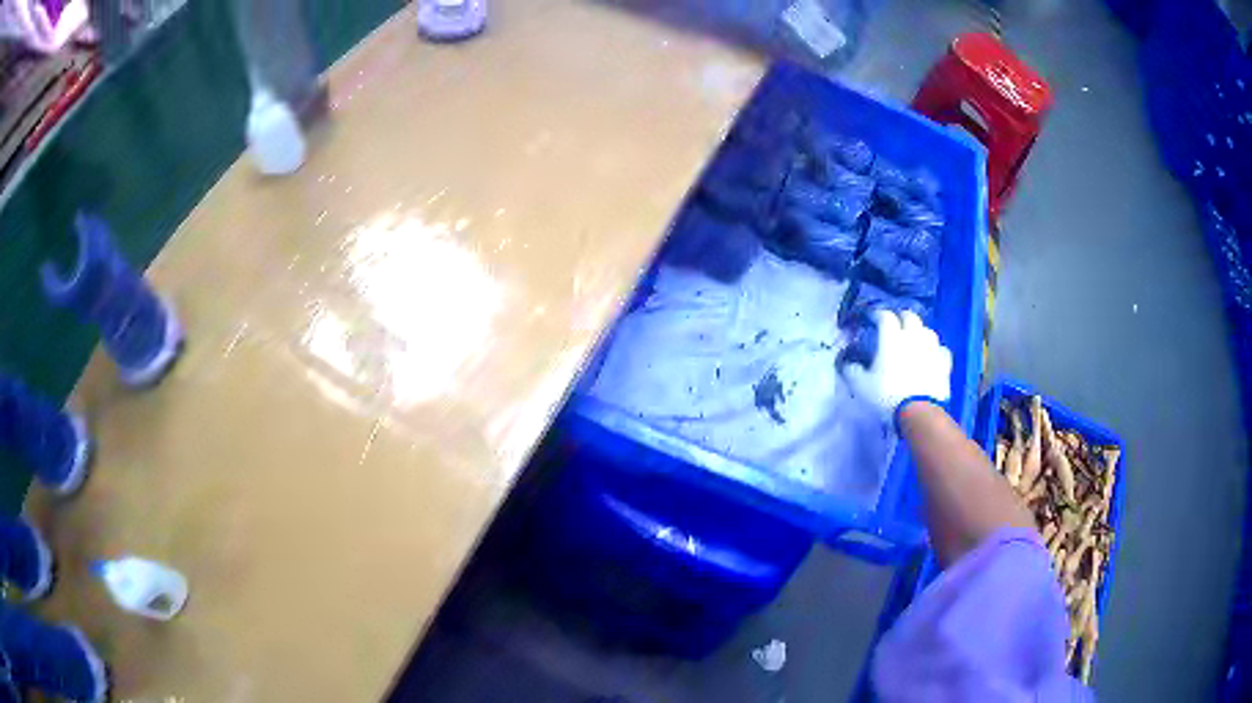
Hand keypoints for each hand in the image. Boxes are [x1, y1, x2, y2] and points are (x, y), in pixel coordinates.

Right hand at [844, 310, 951, 418]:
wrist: (918, 412)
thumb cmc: (887, 396)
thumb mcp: (861, 386)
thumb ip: (852, 371)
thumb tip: (847, 364)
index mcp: (892, 337)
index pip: (885, 316)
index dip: (878, 315)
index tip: (872, 319)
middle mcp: (913, 336)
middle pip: (910, 316)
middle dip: (901, 317)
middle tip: (895, 325)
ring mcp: (932, 348)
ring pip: (927, 330)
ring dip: (920, 331)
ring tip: (914, 339)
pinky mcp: (944, 362)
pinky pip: (941, 349)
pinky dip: (935, 350)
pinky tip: (931, 356)